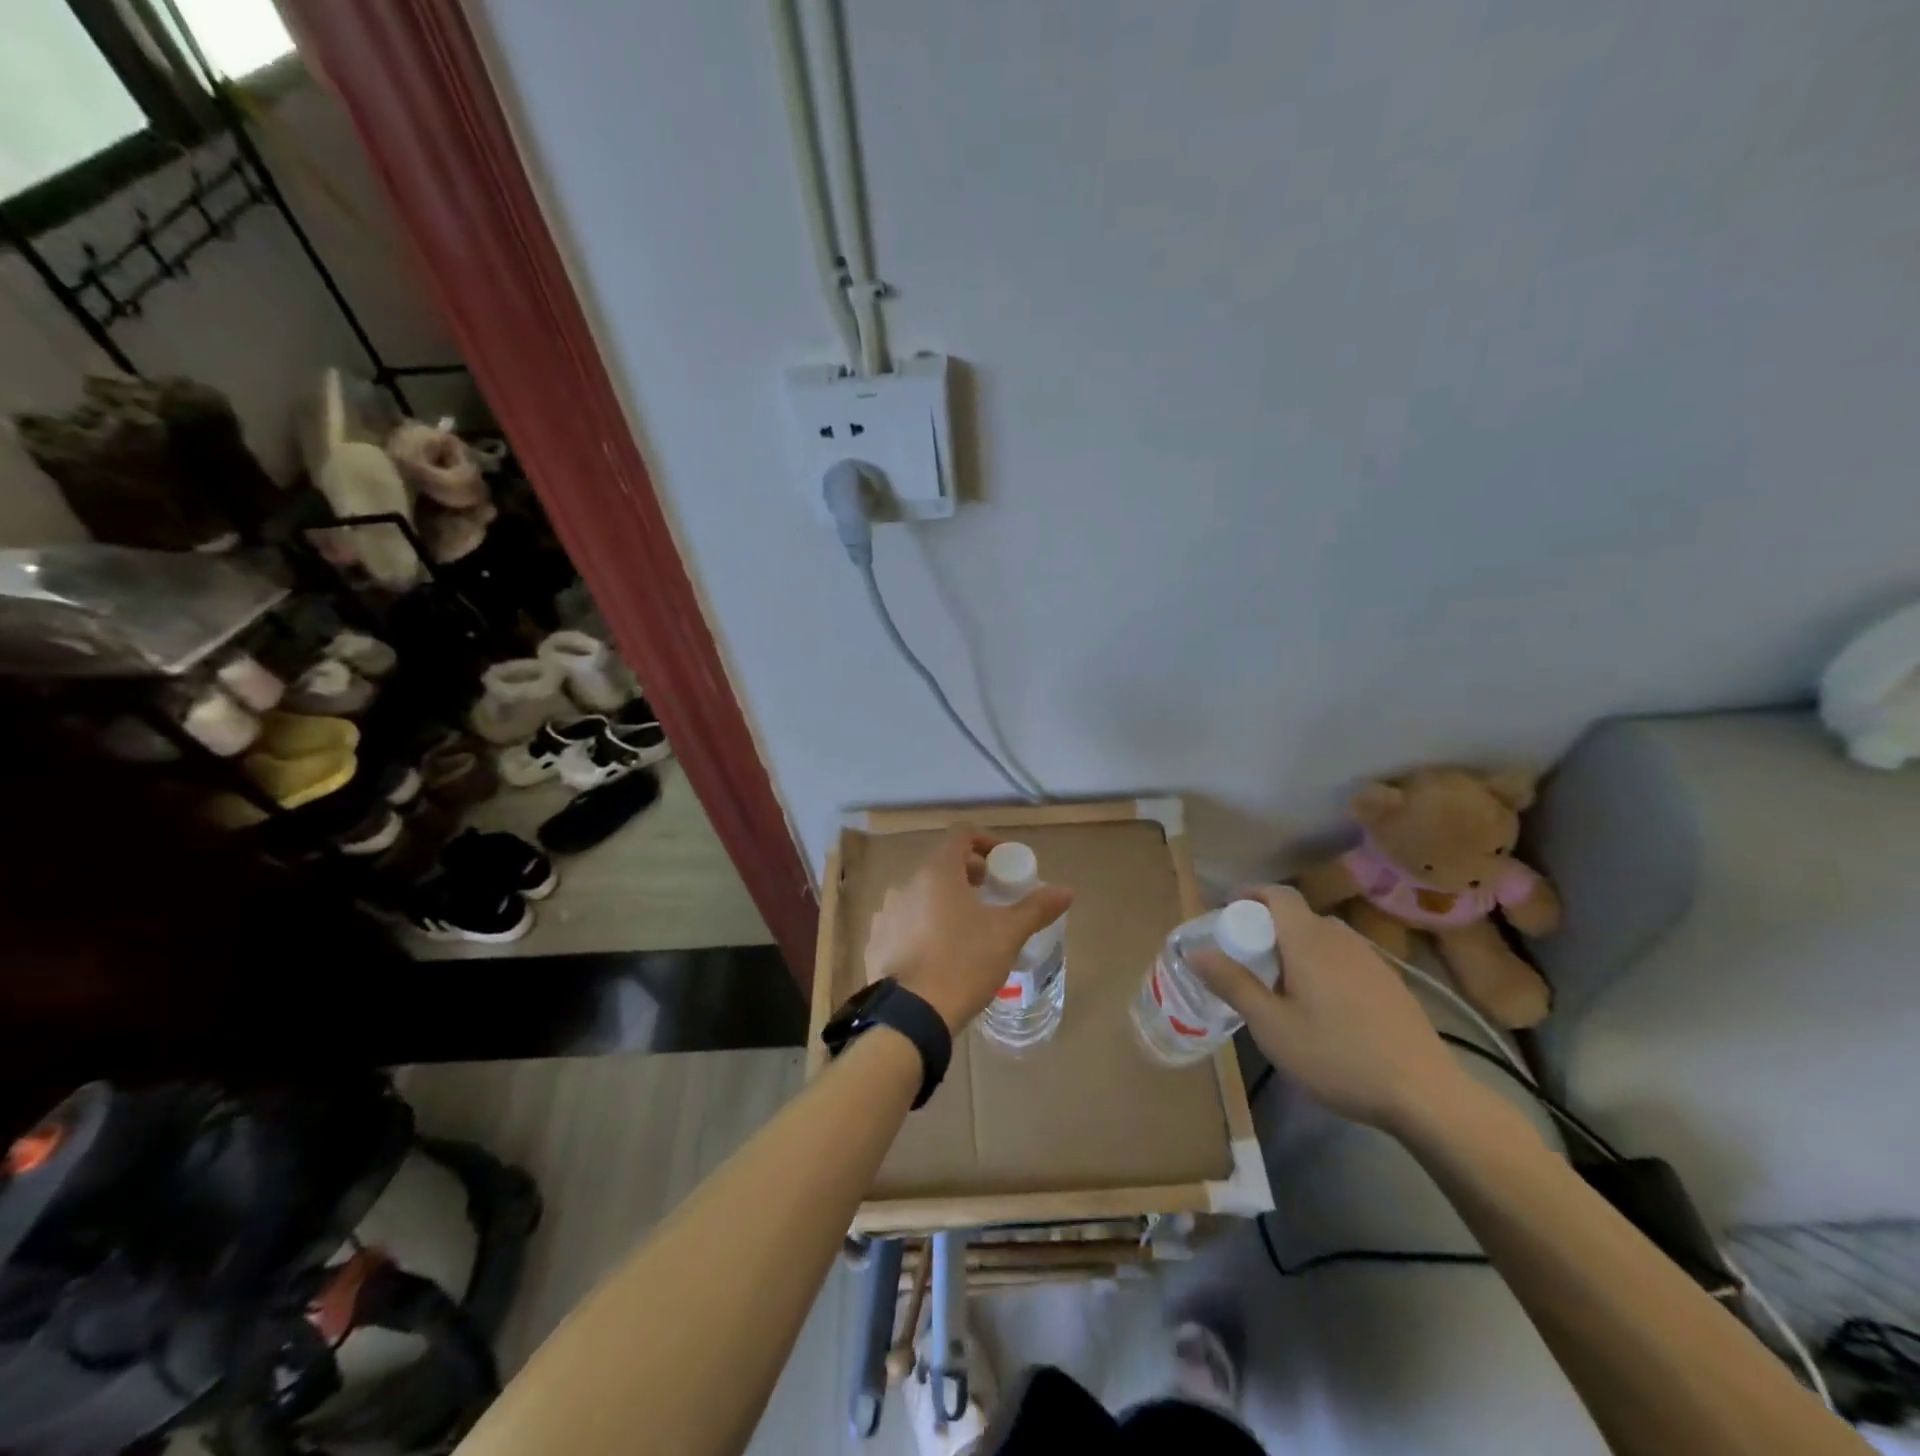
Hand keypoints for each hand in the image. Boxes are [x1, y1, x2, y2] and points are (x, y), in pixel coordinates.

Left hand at [863, 829, 1073, 1034]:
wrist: (909, 1016)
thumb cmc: (962, 963)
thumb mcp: (1007, 935)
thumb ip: (1036, 908)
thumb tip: (1066, 891)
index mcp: (937, 873)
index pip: (962, 835)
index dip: (986, 842)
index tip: (1003, 864)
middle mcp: (905, 884)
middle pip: (941, 866)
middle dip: (969, 876)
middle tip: (991, 899)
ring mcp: (886, 913)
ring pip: (921, 896)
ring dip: (944, 903)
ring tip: (965, 930)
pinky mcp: (875, 941)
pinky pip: (903, 923)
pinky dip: (922, 927)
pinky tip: (936, 955)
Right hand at [1191, 885, 1465, 1131]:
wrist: (1426, 1095)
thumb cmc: (1338, 1056)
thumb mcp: (1272, 1026)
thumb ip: (1233, 984)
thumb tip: (1195, 951)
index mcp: (1309, 940)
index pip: (1278, 894)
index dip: (1251, 894)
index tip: (1227, 910)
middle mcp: (1341, 939)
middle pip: (1299, 915)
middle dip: (1267, 925)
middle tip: (1245, 956)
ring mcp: (1371, 960)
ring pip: (1323, 937)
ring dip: (1296, 946)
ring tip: (1280, 981)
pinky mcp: (1390, 984)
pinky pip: (1344, 957)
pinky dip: (1321, 964)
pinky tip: (1321, 1005)